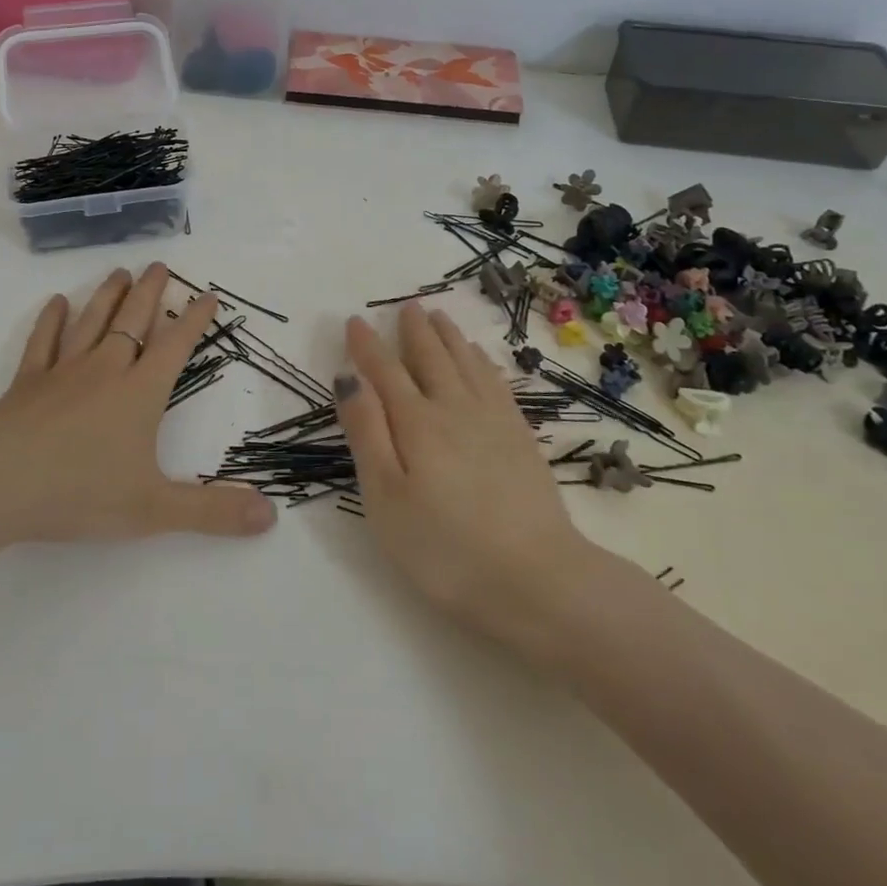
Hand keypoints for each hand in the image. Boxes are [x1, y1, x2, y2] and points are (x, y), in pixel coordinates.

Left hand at [0, 263, 276, 553]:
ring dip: (108, 296)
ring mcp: (62, 373)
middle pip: (133, 321)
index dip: (194, 320)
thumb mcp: (153, 509)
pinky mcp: (27, 384)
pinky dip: (51, 321)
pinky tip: (57, 303)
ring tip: (120, 272)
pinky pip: (43, 343)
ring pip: (91, 323)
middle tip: (159, 264)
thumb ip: (212, 512)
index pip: (175, 346)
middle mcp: (105, 371)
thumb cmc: (78, 492)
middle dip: (150, 292)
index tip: (208, 294)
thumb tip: (270, 515)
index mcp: (139, 393)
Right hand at [335, 303, 605, 665]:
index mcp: (416, 422)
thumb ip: (366, 432)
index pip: (384, 371)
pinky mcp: (521, 437)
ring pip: (466, 363)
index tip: (355, 320)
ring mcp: (493, 420)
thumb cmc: (445, 548)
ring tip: (439, 317)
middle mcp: (454, 408)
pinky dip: (482, 362)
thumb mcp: (385, 498)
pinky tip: (480, 359)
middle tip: (407, 306)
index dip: (366, 345)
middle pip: (431, 357)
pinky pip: (496, 382)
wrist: (538, 579)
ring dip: (449, 337)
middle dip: (414, 330)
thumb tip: (349, 377)